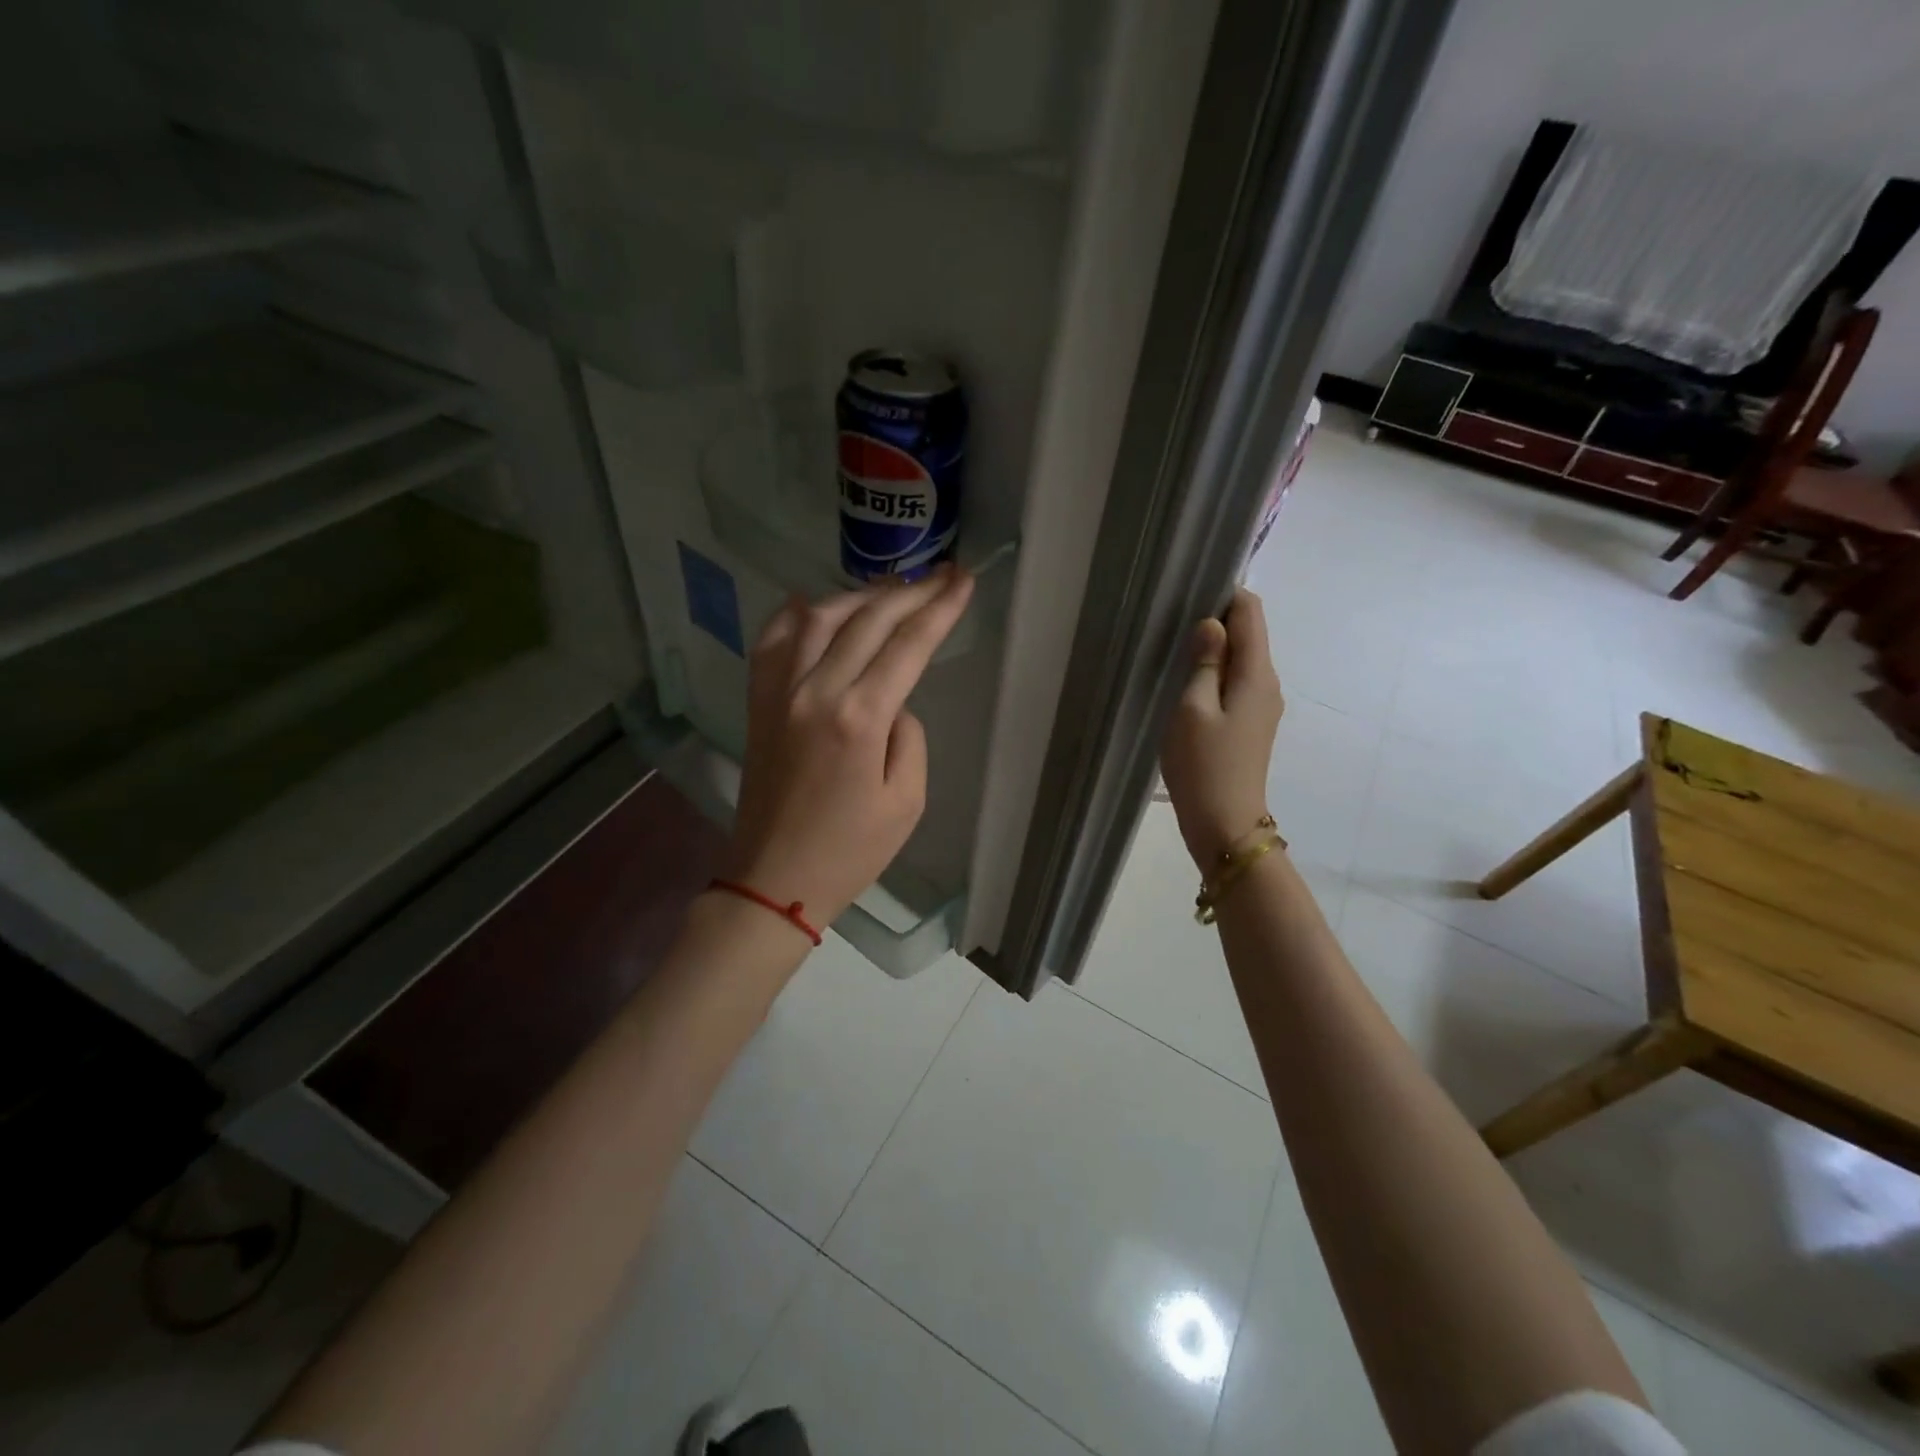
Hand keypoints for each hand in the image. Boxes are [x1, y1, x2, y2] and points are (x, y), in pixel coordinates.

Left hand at [727, 564, 974, 930]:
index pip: (907, 645)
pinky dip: (795, 614)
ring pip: (818, 617)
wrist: (773, 878)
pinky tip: (814, 603)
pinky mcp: (758, 702)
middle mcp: (815, 691)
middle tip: (941, 573)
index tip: (963, 581)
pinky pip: (772, 640)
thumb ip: (909, 738)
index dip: (940, 609)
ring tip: (891, 587)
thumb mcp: (907, 803)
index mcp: (859, 718)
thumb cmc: (850, 851)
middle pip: (866, 620)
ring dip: (859, 594)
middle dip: (910, 591)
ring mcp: (778, 692)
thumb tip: (893, 702)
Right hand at [1159, 587, 1284, 868]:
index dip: (1226, 595)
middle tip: (1175, 619)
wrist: (1224, 824)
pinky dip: (1216, 672)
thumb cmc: (1203, 764)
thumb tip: (1212, 625)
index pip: (1251, 614)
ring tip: (1177, 647)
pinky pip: (1236, 683)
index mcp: (1257, 675)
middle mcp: (1268, 684)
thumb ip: (1204, 663)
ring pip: (1242, 660)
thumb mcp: (1192, 709)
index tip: (1191, 591)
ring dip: (1215, 648)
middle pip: (1249, 634)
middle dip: (1218, 620)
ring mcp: (1262, 706)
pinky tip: (1190, 681)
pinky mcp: (1251, 724)